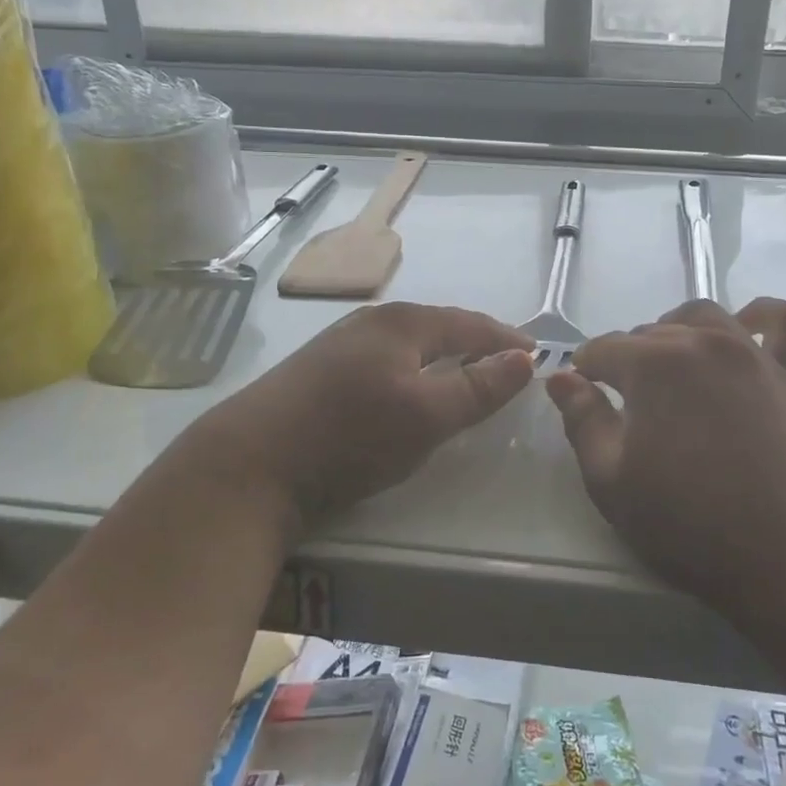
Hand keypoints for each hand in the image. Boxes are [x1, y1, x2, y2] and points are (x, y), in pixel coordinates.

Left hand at [182, 302, 534, 531]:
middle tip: (504, 365)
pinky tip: (407, 389)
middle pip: (438, 327)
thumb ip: (479, 387)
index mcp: (402, 322)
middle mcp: (372, 321)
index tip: (534, 355)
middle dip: (474, 343)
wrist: (251, 464)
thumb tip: (526, 359)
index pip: (470, 323)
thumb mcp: (427, 415)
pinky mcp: (320, 371)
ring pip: (408, 344)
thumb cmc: (350, 434)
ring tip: (464, 375)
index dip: (505, 339)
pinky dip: (412, 370)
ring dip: (442, 356)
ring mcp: (341, 343)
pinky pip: (385, 360)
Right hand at [545, 299, 785, 624]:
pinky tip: (746, 328)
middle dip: (627, 359)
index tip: (581, 394)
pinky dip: (762, 315)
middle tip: (625, 404)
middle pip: (650, 332)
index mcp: (651, 365)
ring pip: (703, 317)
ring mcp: (752, 354)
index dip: (584, 370)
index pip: (603, 349)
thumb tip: (560, 377)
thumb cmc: (690, 525)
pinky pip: (784, 323)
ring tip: (672, 367)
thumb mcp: (611, 482)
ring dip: (677, 331)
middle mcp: (701, 342)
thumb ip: (582, 420)